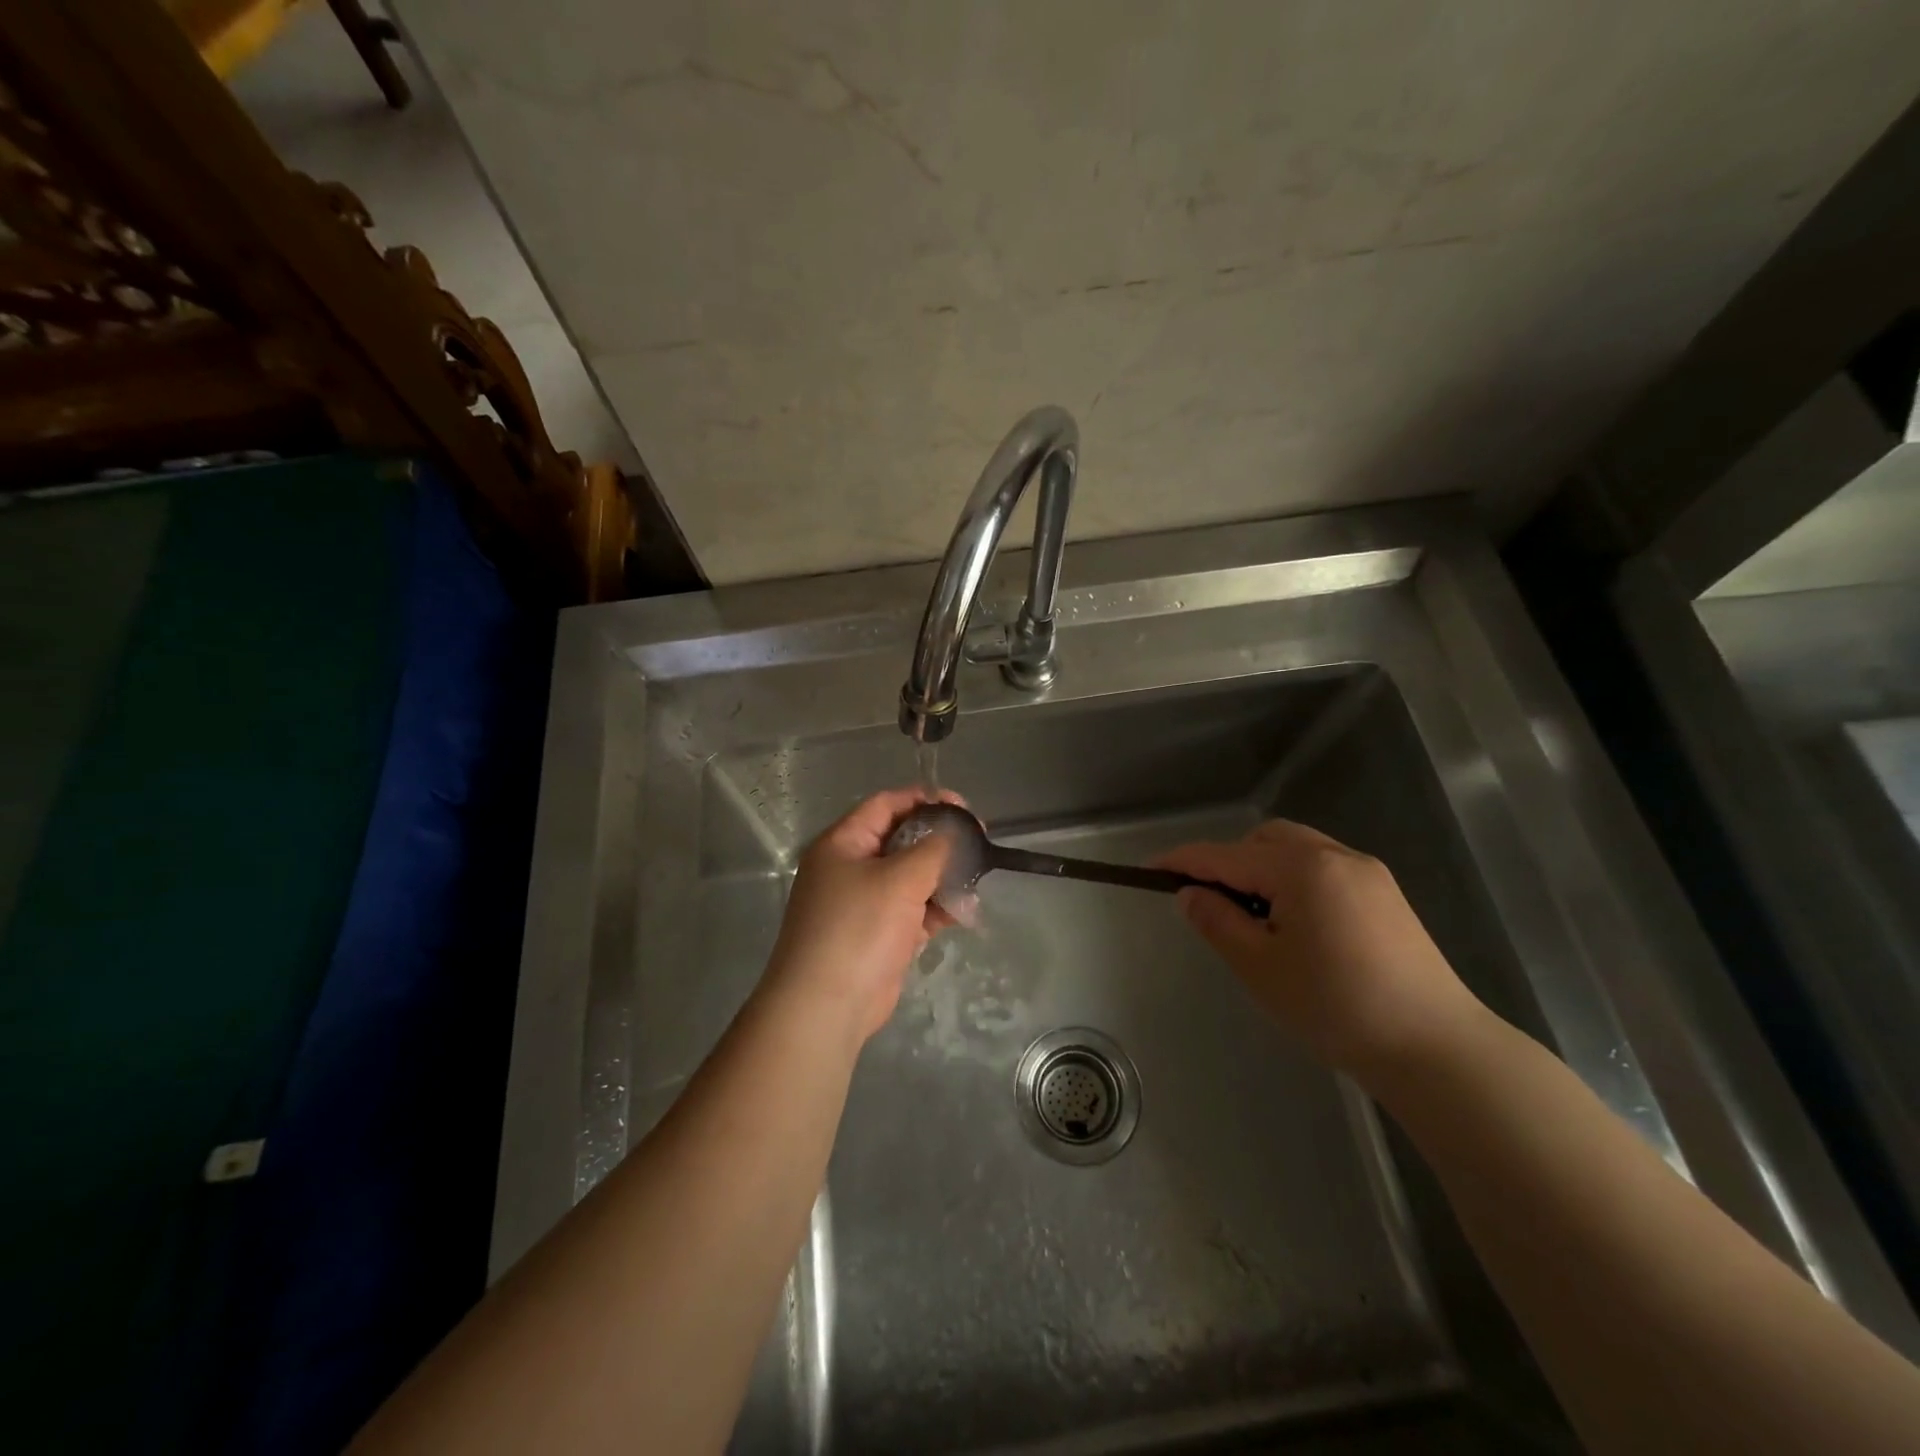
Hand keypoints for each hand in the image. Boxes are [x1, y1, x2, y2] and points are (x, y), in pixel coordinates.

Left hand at [764, 788, 959, 1042]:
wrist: (827, 1005)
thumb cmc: (859, 928)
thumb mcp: (900, 878)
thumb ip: (932, 848)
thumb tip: (951, 833)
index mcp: (843, 843)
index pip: (886, 804)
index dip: (925, 800)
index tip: (963, 807)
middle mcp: (850, 867)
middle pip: (901, 840)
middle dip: (940, 840)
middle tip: (977, 842)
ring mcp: (863, 903)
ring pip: (910, 877)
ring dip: (943, 876)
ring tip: (977, 878)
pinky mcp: (878, 935)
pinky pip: (912, 910)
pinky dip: (937, 908)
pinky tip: (965, 910)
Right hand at [1158, 820, 1487, 1082]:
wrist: (1436, 1048)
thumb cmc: (1337, 1007)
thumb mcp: (1260, 967)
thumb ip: (1218, 922)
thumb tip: (1190, 894)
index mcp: (1301, 868)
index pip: (1225, 856)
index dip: (1182, 862)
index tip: (1148, 870)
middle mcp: (1336, 856)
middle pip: (1264, 840)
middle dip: (1229, 861)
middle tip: (1213, 903)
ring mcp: (1368, 873)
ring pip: (1297, 850)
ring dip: (1264, 869)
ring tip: (1255, 918)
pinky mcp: (1387, 895)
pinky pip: (1324, 868)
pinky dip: (1295, 881)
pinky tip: (1297, 925)